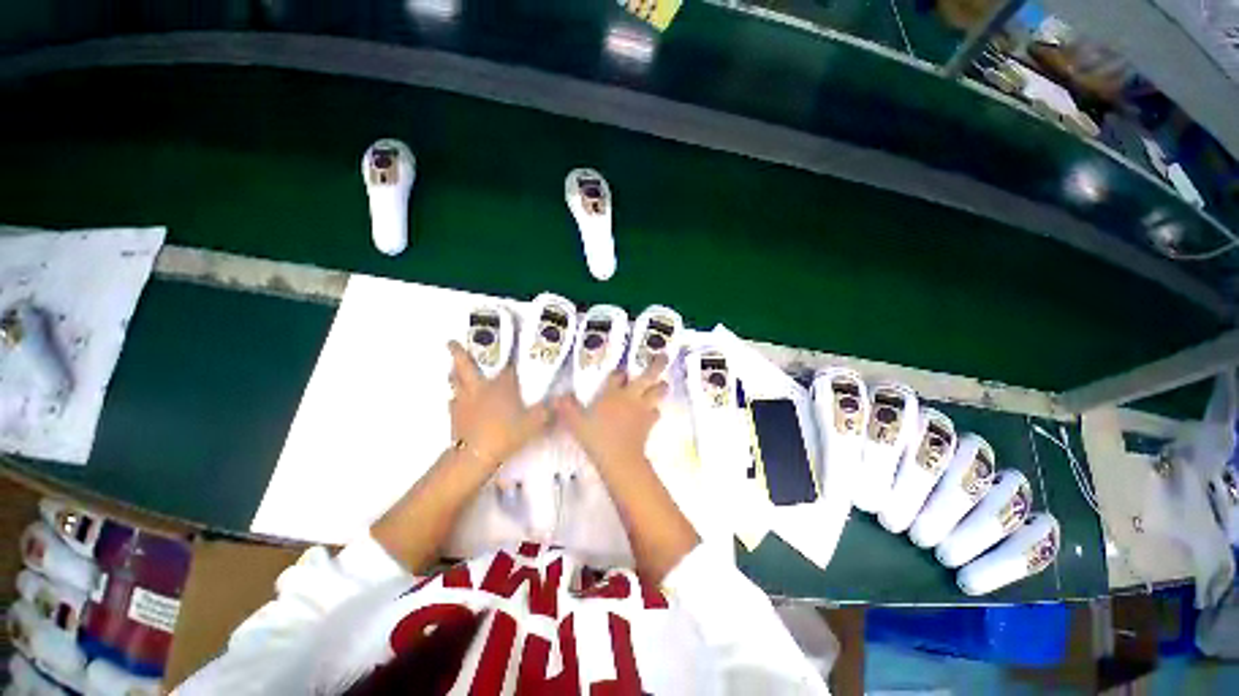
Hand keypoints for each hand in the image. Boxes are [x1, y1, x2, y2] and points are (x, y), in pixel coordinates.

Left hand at [448, 341, 549, 466]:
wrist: (476, 456)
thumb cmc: (506, 433)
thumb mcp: (534, 423)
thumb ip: (548, 410)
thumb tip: (561, 400)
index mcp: (500, 385)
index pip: (505, 364)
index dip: (507, 354)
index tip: (508, 344)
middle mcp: (479, 388)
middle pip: (465, 365)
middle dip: (458, 352)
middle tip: (452, 342)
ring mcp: (463, 401)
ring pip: (454, 381)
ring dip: (454, 373)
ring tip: (454, 368)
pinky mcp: (454, 416)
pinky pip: (452, 401)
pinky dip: (455, 397)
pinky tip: (457, 400)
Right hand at [554, 354, 668, 470]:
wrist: (619, 458)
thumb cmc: (597, 438)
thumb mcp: (576, 423)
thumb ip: (567, 409)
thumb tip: (557, 397)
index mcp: (612, 393)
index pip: (617, 375)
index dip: (619, 372)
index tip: (620, 372)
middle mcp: (630, 396)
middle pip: (648, 375)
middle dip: (657, 364)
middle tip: (663, 357)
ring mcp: (642, 409)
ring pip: (658, 392)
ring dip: (661, 388)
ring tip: (663, 384)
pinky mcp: (649, 422)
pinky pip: (656, 412)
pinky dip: (655, 411)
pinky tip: (652, 413)